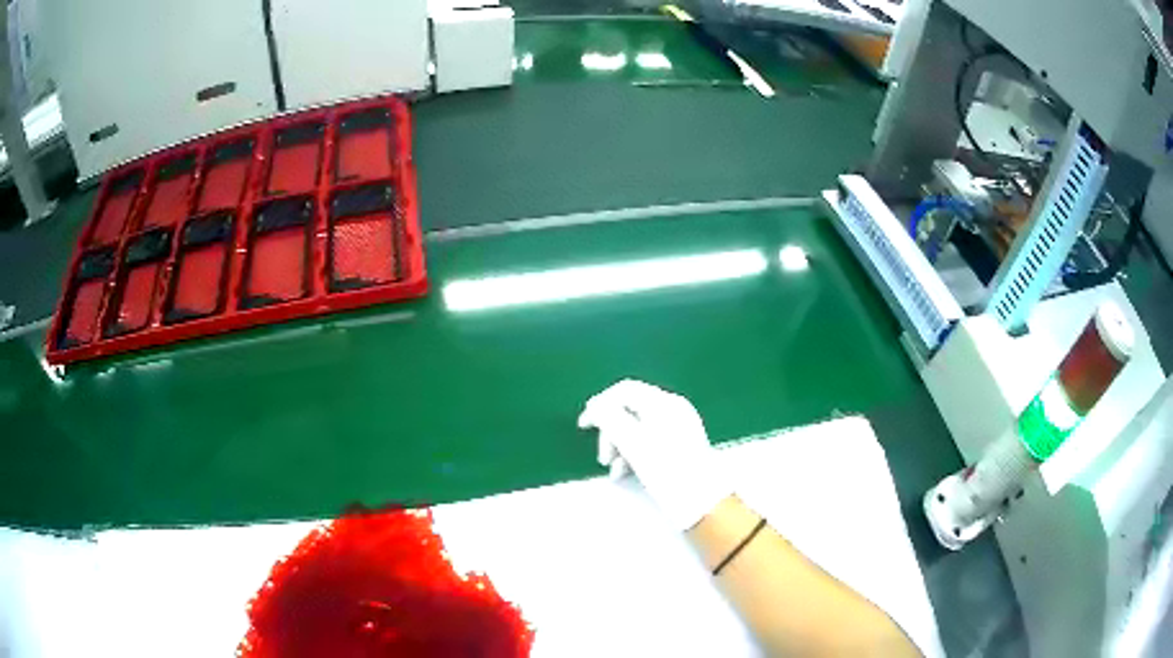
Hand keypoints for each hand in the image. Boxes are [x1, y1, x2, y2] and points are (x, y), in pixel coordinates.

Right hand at [578, 380, 730, 529]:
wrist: (702, 501)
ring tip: (615, 470)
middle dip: (611, 432)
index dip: (600, 405)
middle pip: (630, 410)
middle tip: (604, 459)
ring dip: (620, 446)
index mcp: (664, 403)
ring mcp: (679, 427)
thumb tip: (595, 405)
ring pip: (637, 428)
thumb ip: (610, 419)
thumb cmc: (667, 471)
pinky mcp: (680, 446)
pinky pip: (649, 440)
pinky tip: (626, 472)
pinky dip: (634, 453)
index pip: (624, 390)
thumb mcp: (633, 444)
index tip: (583, 427)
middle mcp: (673, 409)